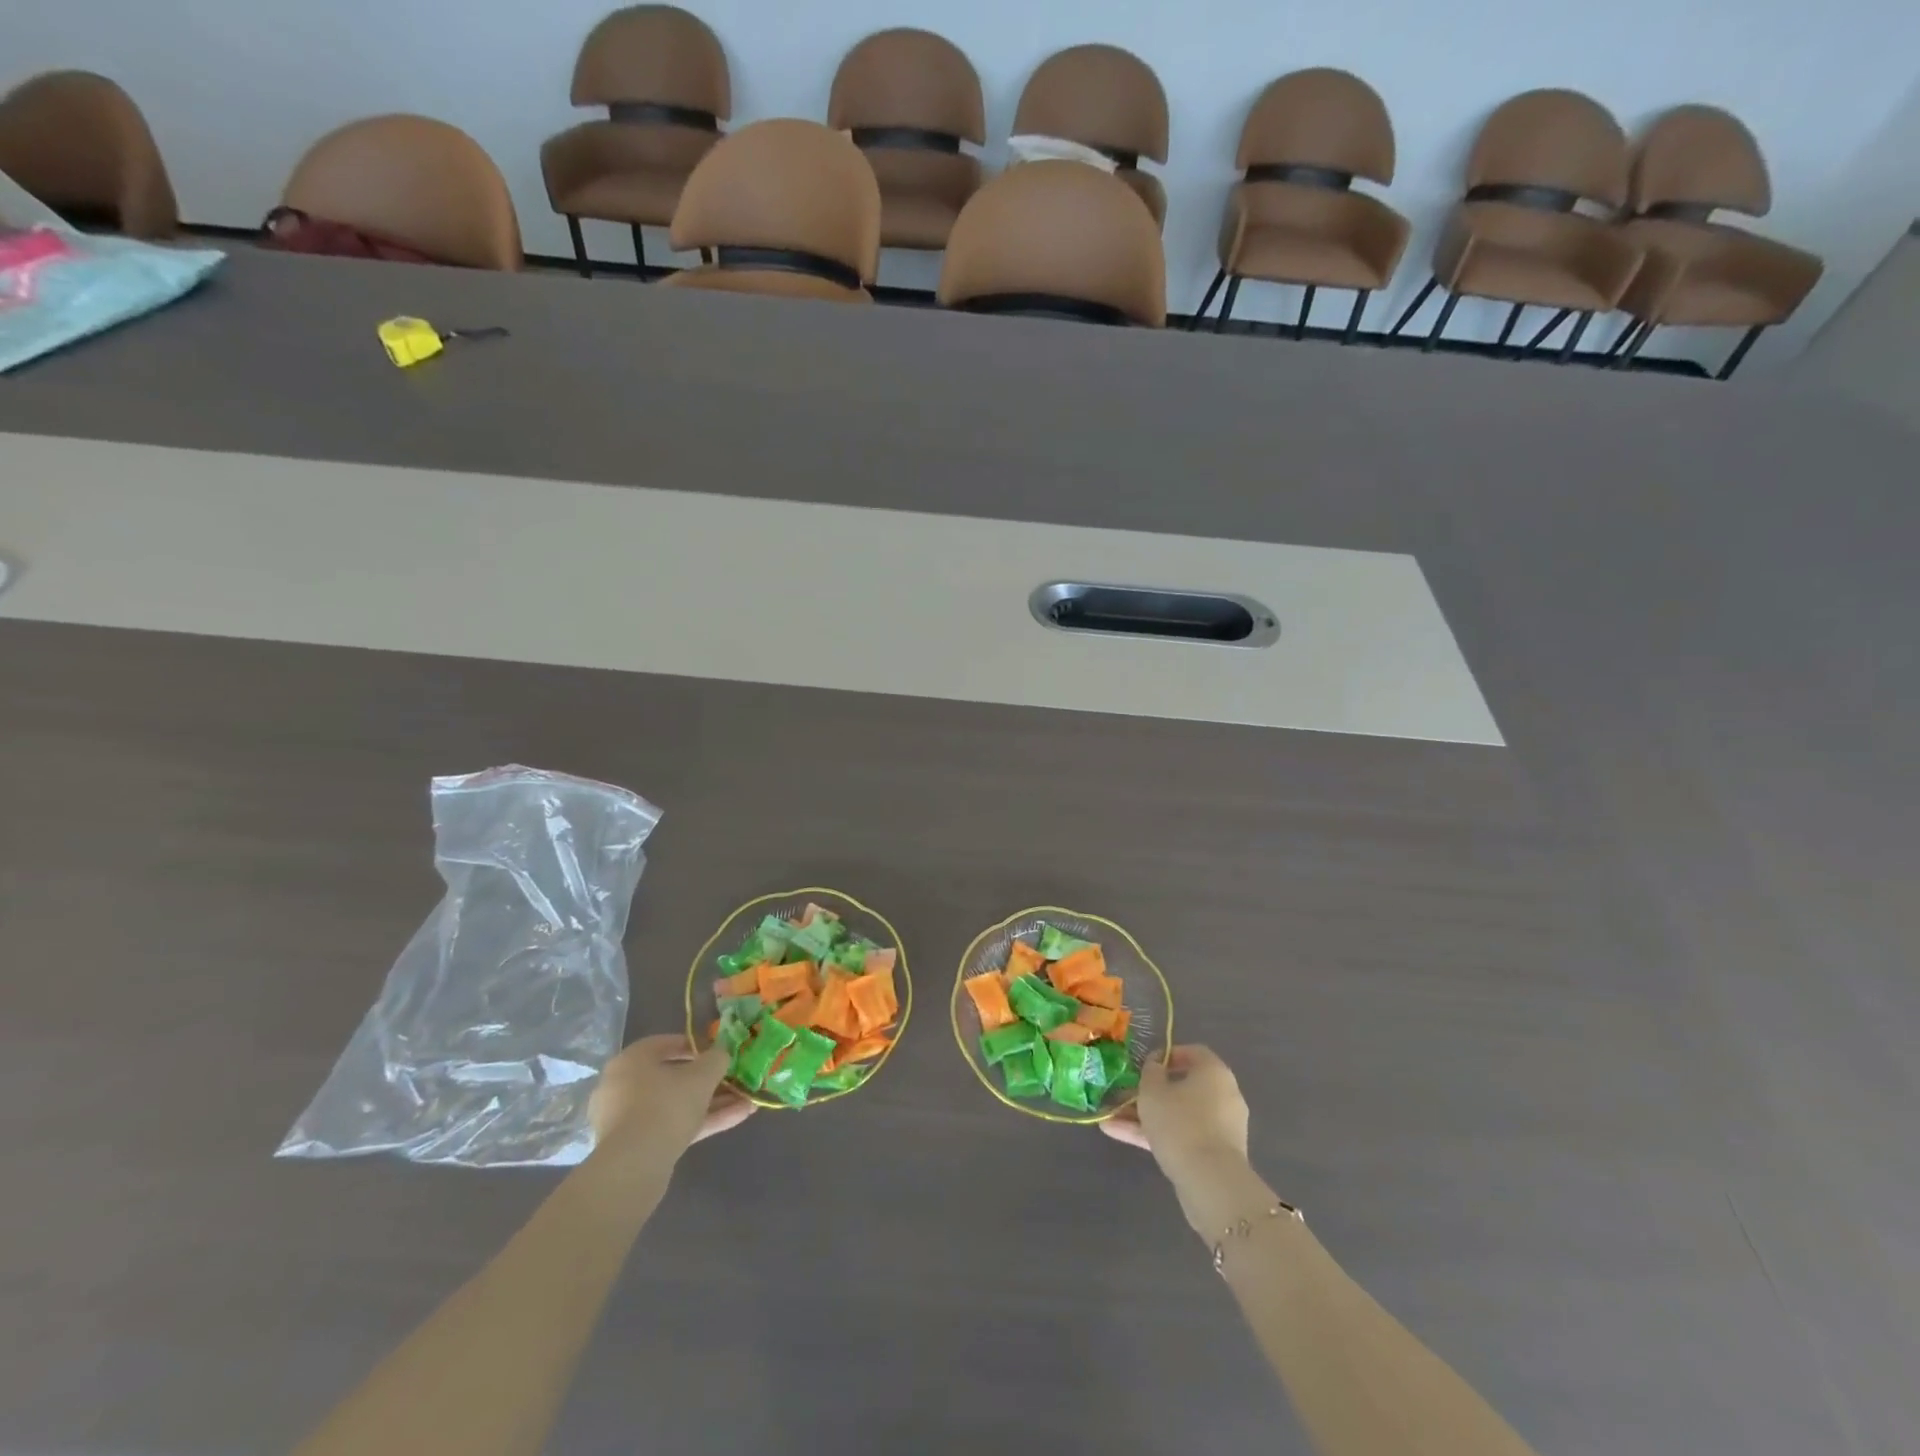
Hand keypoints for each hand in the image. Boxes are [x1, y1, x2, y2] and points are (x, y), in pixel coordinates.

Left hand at [588, 1034, 754, 1158]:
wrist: (634, 1167)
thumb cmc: (666, 1105)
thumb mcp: (702, 1075)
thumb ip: (716, 1059)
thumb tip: (721, 1054)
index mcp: (633, 1060)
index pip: (667, 1043)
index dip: (698, 1045)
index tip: (720, 1052)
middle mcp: (625, 1086)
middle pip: (674, 1077)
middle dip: (710, 1080)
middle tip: (735, 1079)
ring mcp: (630, 1119)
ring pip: (677, 1104)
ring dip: (713, 1102)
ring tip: (747, 1100)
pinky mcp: (638, 1146)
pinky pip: (674, 1125)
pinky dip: (703, 1121)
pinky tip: (738, 1117)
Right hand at [1102, 1045, 1252, 1218]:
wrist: (1210, 1182)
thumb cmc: (1179, 1122)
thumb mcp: (1153, 1090)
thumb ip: (1150, 1071)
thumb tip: (1156, 1065)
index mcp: (1214, 1072)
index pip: (1193, 1052)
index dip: (1167, 1055)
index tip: (1145, 1065)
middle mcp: (1223, 1095)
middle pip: (1182, 1087)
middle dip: (1148, 1092)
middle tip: (1123, 1095)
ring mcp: (1220, 1127)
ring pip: (1178, 1114)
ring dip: (1146, 1116)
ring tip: (1111, 1120)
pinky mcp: (1214, 1154)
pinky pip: (1183, 1136)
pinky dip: (1156, 1135)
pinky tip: (1121, 1136)